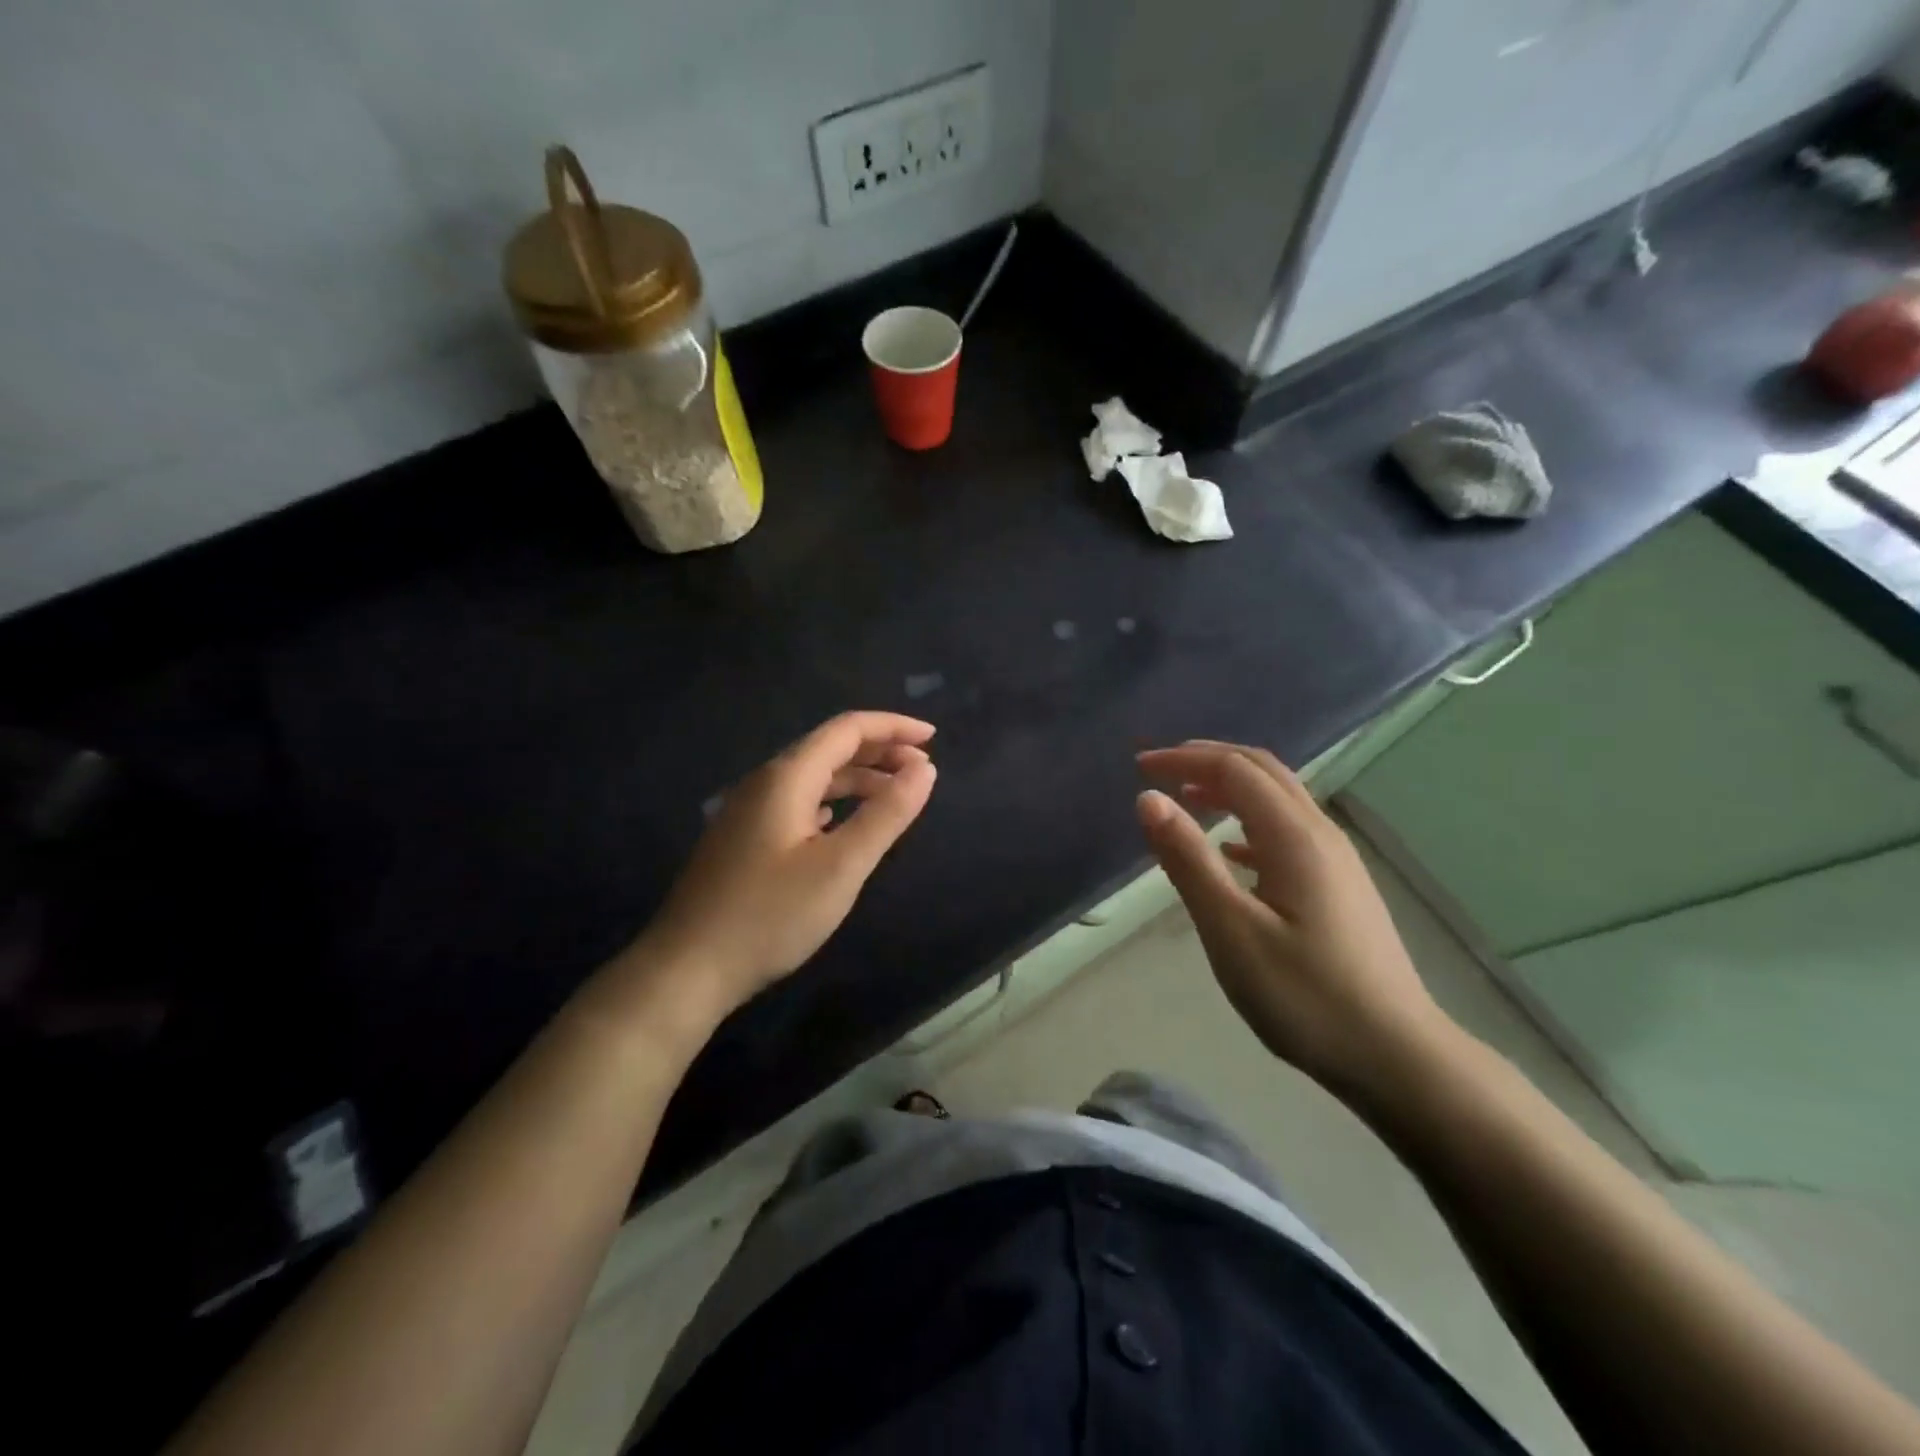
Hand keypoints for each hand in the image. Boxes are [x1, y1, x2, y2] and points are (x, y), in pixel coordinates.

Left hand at [631, 712, 937, 1023]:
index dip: (893, 728)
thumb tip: (924, 769)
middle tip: (923, 772)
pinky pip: (797, 803)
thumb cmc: (769, 916)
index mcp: (786, 777)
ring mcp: (748, 811)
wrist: (686, 968)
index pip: (847, 729)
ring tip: (895, 797)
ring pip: (813, 778)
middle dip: (880, 752)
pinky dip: (832, 802)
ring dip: (858, 779)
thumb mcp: (840, 866)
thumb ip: (886, 814)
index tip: (933, 739)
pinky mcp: (743, 839)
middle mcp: (764, 783)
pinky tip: (841, 821)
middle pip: (829, 748)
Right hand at [1135, 741, 1448, 1097]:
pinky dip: (1249, 822)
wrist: (1397, 1057)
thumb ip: (1189, 860)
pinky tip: (1231, 851)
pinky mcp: (1340, 886)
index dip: (1185, 759)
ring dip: (1230, 787)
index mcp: (1294, 837)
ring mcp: (1337, 860)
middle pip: (1263, 771)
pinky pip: (1288, 830)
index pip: (1234, 770)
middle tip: (1160, 769)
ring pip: (1279, 798)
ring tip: (1187, 800)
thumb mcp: (1232, 930)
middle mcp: (1320, 834)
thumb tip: (1149, 800)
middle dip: (1208, 760)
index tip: (1140, 767)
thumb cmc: (1305, 996)